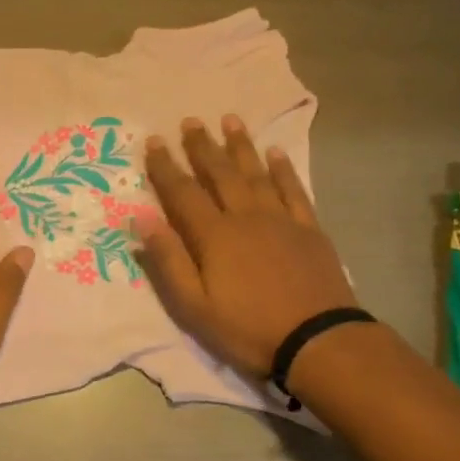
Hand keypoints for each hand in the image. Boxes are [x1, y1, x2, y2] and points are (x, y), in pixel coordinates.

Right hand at [138, 115, 357, 378]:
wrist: (316, 341)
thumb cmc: (247, 329)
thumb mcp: (194, 306)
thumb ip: (168, 260)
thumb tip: (142, 218)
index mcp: (214, 236)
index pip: (183, 193)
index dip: (166, 167)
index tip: (154, 141)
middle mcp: (245, 217)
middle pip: (220, 174)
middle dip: (203, 147)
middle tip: (190, 121)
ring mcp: (280, 220)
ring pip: (256, 174)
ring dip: (241, 146)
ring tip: (230, 120)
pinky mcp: (309, 229)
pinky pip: (293, 190)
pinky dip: (283, 169)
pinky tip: (276, 152)